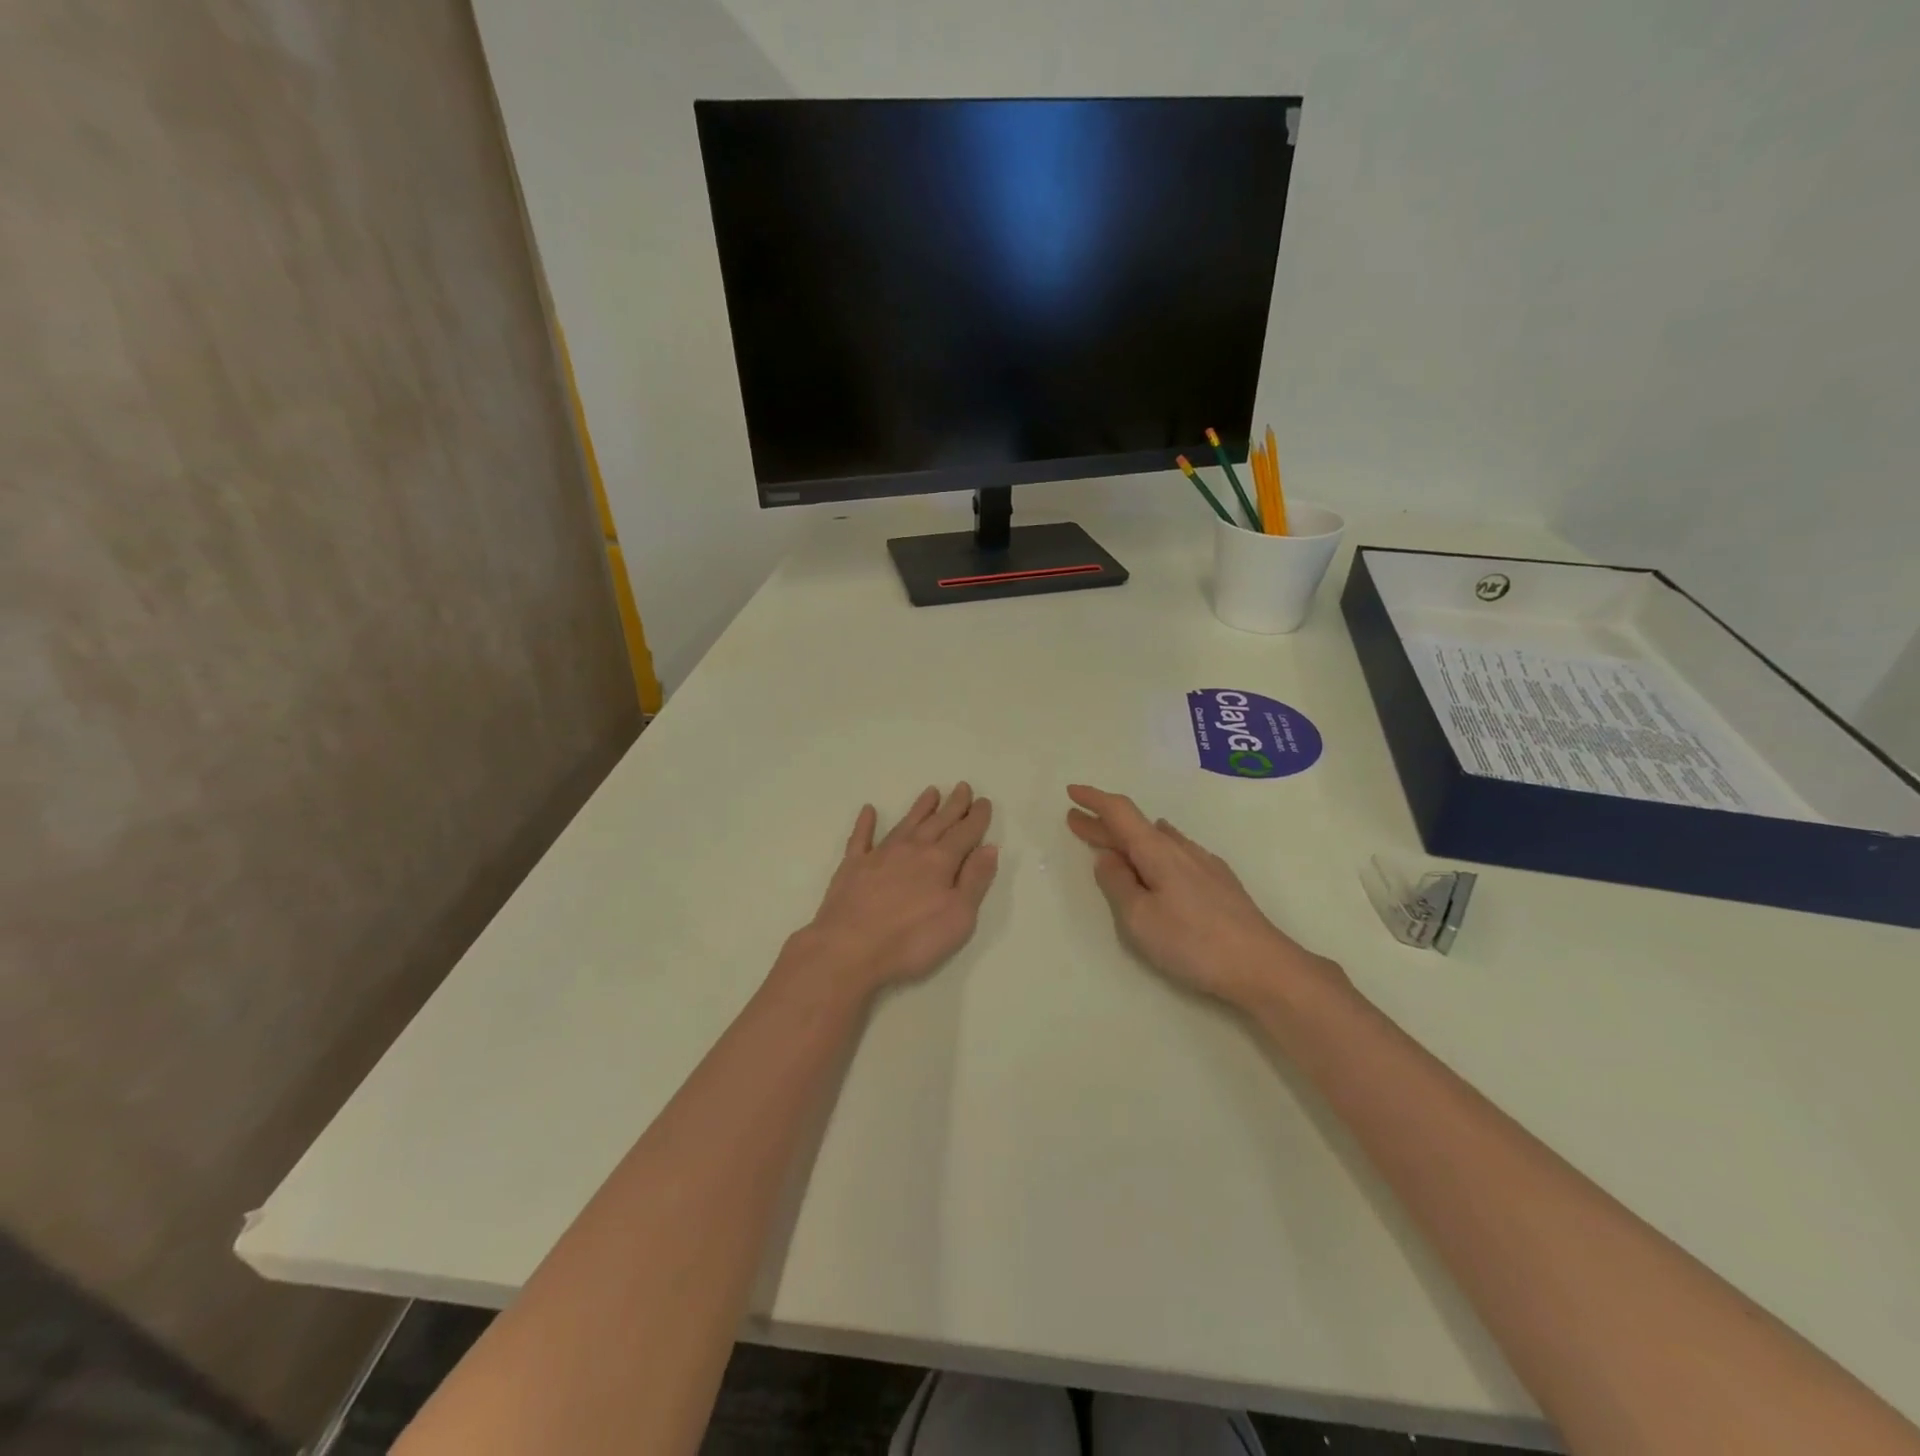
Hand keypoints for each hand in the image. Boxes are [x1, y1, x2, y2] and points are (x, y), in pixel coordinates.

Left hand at [783, 784, 998, 1000]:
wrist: (849, 949)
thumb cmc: (911, 940)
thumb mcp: (958, 917)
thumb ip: (975, 881)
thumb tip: (988, 848)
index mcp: (940, 862)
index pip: (964, 833)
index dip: (976, 818)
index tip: (984, 801)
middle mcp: (912, 850)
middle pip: (938, 822)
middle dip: (953, 805)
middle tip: (963, 787)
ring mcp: (879, 855)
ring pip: (905, 824)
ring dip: (920, 808)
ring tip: (931, 791)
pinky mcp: (852, 867)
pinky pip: (861, 838)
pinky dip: (866, 823)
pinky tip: (869, 810)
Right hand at [1065, 784, 1343, 1010]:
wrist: (1263, 965)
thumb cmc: (1193, 942)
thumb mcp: (1139, 918)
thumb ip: (1118, 884)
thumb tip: (1108, 858)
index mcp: (1157, 852)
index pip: (1119, 813)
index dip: (1094, 800)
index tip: (1071, 792)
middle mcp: (1180, 848)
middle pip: (1135, 827)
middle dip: (1102, 824)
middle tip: (1075, 821)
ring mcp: (1204, 864)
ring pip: (1157, 840)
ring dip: (1128, 840)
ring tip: (1110, 842)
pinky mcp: (1219, 882)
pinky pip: (1175, 853)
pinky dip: (1151, 852)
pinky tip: (1156, 860)